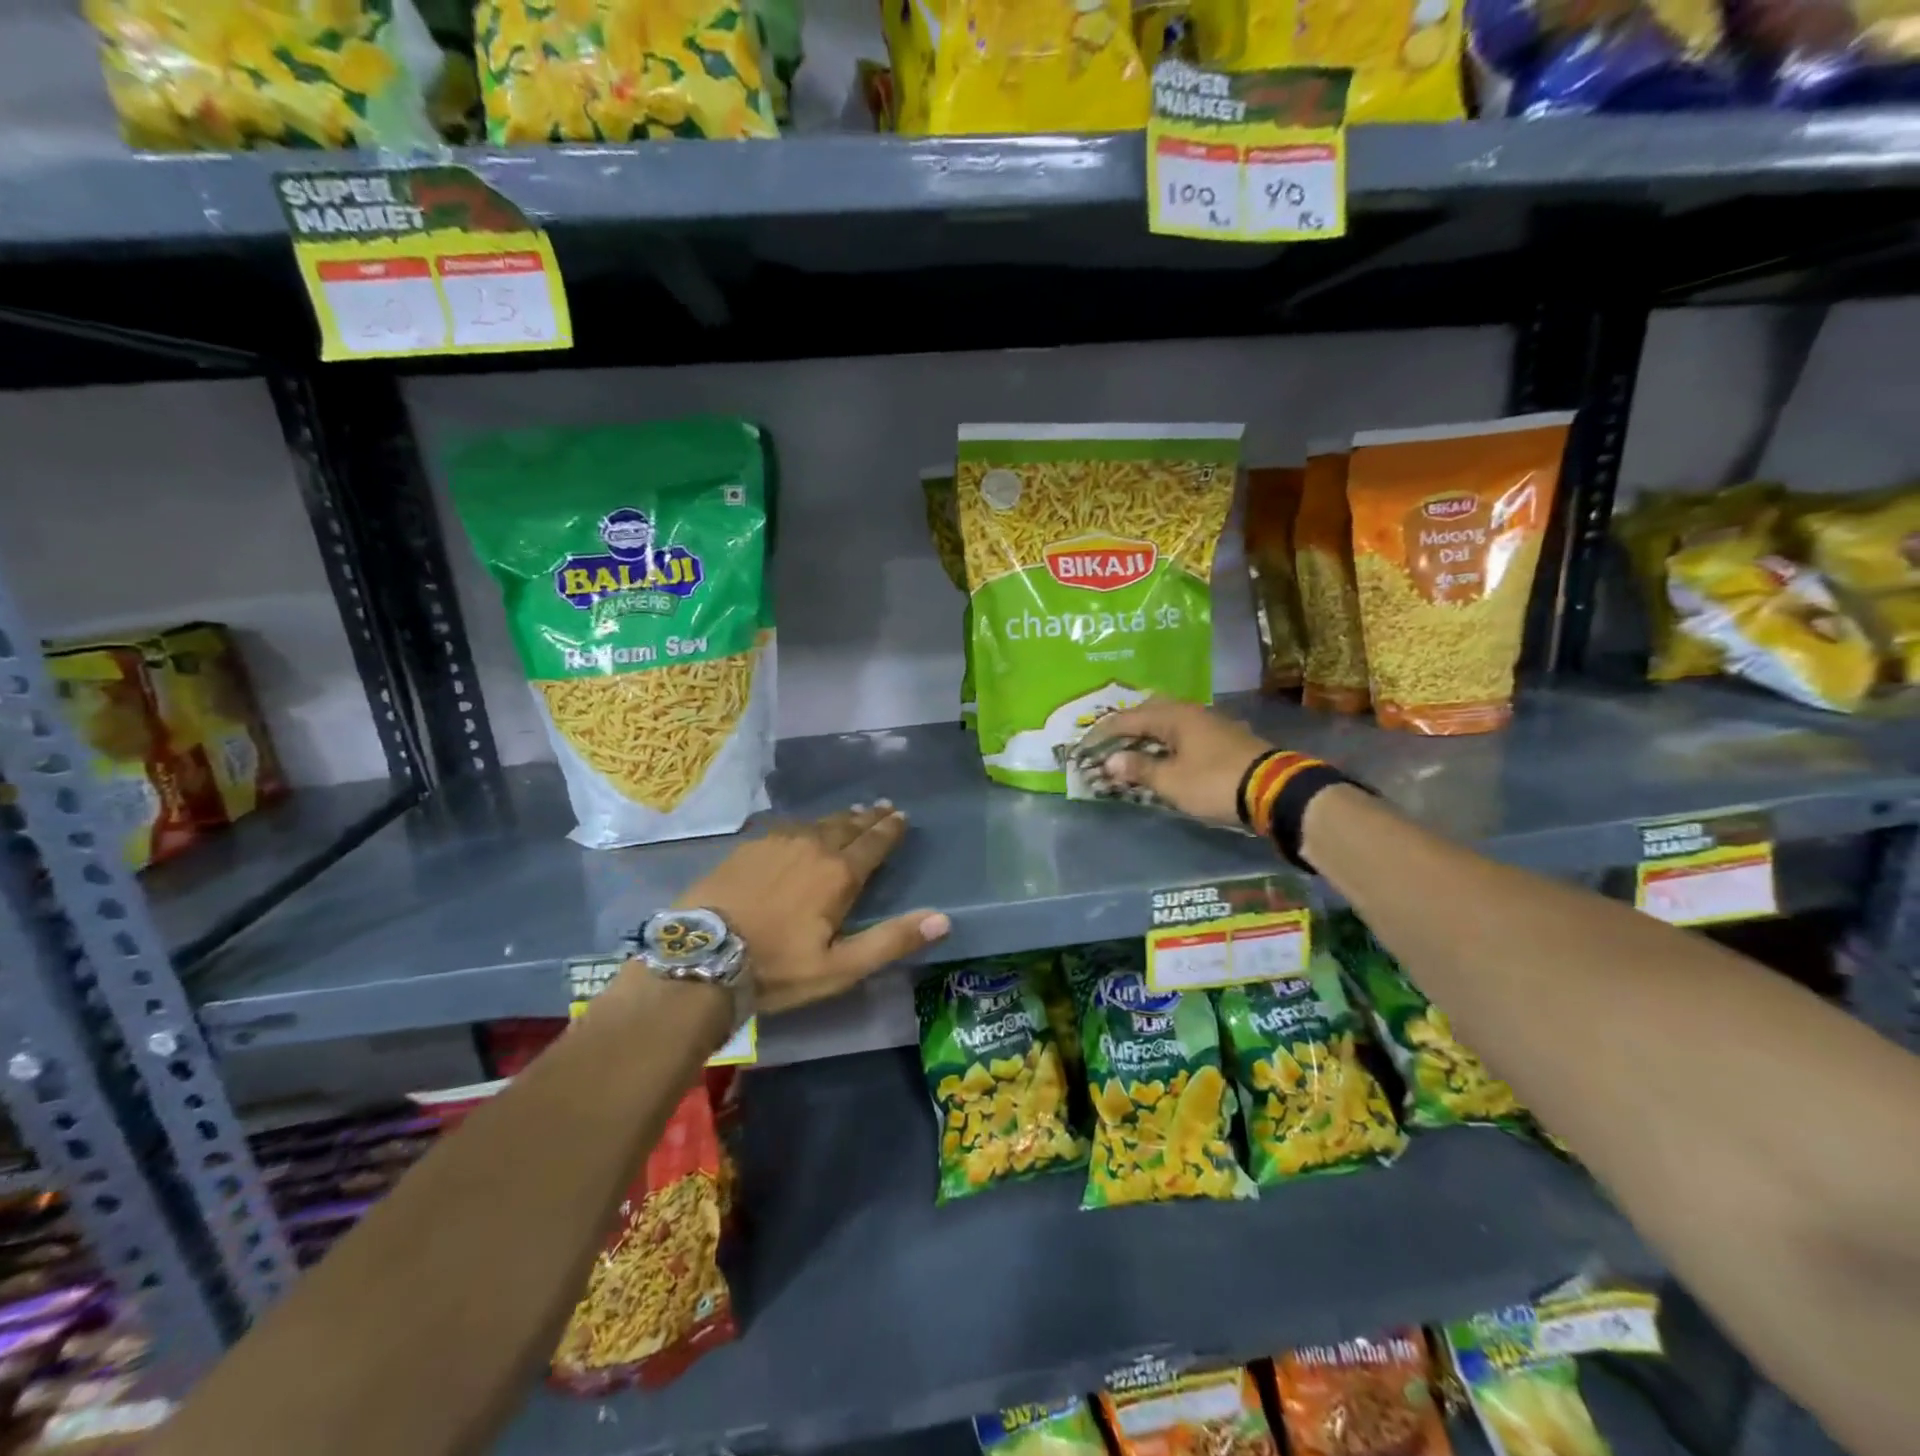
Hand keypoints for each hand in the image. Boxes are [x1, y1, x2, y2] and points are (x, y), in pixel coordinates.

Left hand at [676, 802, 949, 1014]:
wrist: (702, 956)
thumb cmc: (777, 967)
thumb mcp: (840, 967)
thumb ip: (891, 940)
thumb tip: (943, 919)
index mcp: (839, 874)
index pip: (874, 843)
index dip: (890, 829)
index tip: (902, 816)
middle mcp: (813, 847)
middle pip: (848, 826)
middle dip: (868, 817)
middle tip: (882, 806)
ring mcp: (777, 842)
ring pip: (817, 823)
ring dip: (839, 818)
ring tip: (851, 813)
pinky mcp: (749, 846)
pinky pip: (787, 827)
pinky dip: (805, 825)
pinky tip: (802, 827)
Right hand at [1096, 699, 1275, 827]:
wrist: (1275, 790)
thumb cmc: (1214, 782)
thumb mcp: (1171, 781)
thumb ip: (1140, 769)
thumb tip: (1112, 761)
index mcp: (1174, 716)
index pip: (1128, 718)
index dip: (1103, 733)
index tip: (1085, 746)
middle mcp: (1192, 712)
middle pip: (1151, 711)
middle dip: (1129, 725)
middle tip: (1111, 742)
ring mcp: (1212, 724)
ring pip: (1171, 722)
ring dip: (1150, 735)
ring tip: (1135, 751)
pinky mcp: (1226, 739)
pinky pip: (1186, 734)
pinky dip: (1169, 743)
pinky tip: (1167, 757)